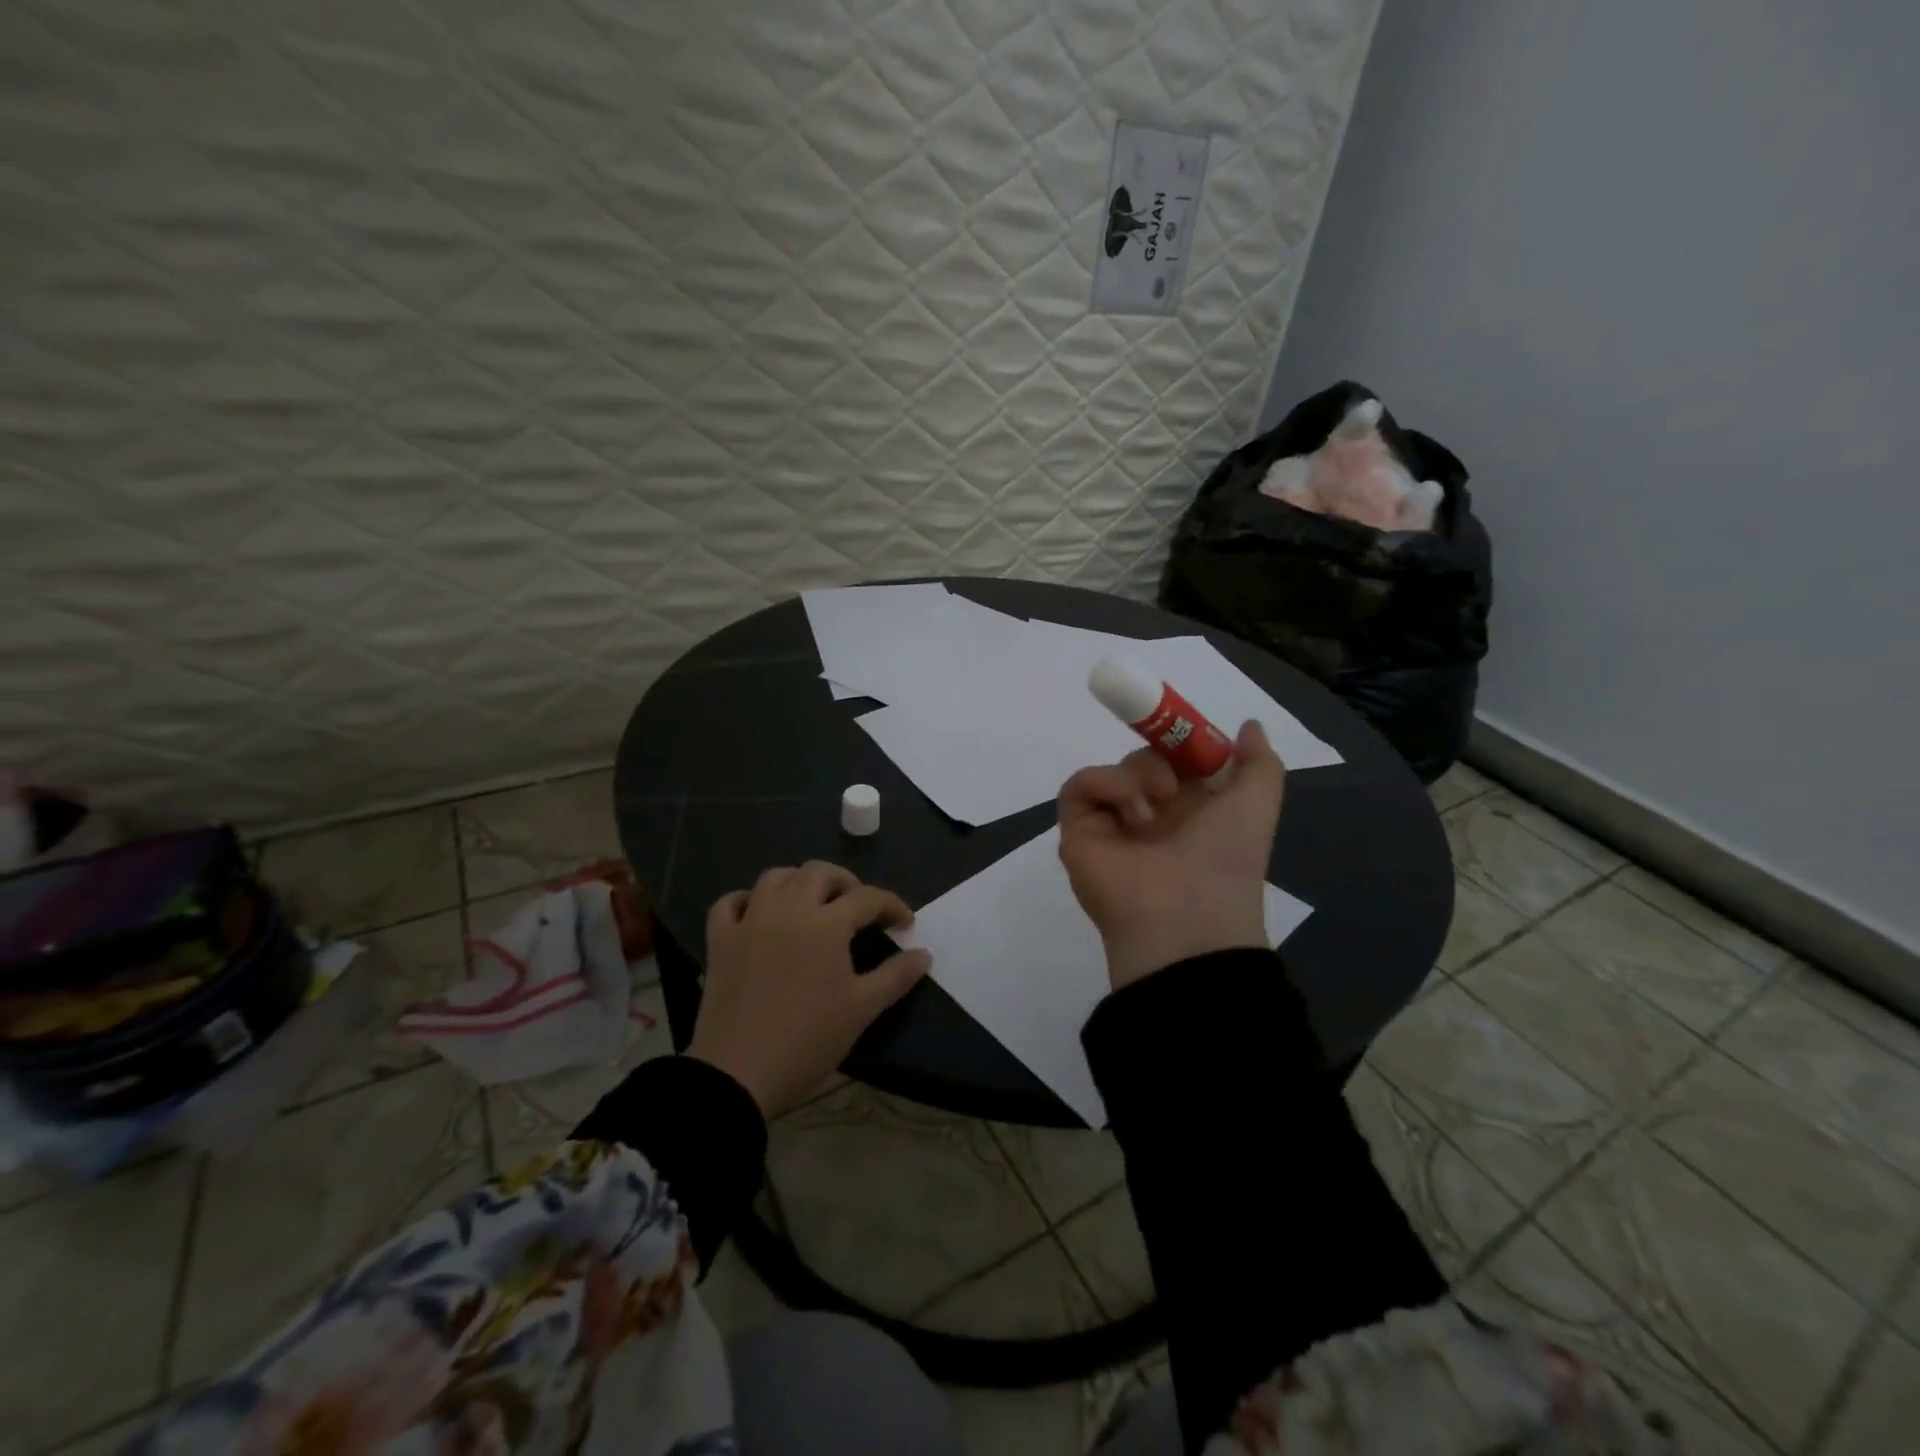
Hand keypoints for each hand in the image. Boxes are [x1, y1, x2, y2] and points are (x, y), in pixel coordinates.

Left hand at [687, 862, 930, 1119]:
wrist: (737, 1074)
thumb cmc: (808, 1040)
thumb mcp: (861, 1010)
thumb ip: (896, 977)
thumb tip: (923, 954)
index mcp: (826, 923)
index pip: (868, 898)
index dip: (893, 906)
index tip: (905, 924)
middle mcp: (787, 908)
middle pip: (820, 872)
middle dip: (847, 883)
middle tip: (858, 910)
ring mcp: (749, 920)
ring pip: (775, 877)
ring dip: (799, 882)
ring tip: (812, 905)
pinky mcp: (720, 940)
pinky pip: (730, 903)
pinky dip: (747, 901)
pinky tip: (759, 915)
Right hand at [1058, 720, 1286, 989]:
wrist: (1185, 917)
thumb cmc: (1225, 859)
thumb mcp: (1258, 805)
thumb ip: (1260, 763)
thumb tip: (1250, 725)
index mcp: (1191, 810)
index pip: (1178, 759)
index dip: (1182, 740)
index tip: (1188, 731)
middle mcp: (1151, 815)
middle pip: (1144, 758)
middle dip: (1161, 758)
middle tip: (1174, 781)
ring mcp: (1112, 823)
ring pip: (1115, 768)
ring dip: (1137, 774)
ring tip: (1154, 805)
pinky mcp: (1078, 830)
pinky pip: (1079, 786)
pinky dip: (1104, 783)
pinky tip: (1130, 808)